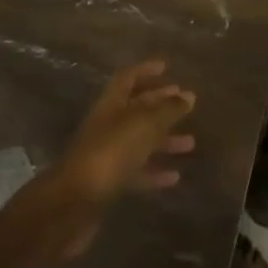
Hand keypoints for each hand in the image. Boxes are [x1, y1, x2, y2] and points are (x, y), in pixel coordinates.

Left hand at [56, 61, 196, 208]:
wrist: (76, 201)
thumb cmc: (112, 151)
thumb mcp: (145, 123)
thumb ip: (168, 109)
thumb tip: (188, 95)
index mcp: (111, 104)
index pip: (127, 78)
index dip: (145, 70)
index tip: (166, 67)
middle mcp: (107, 125)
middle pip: (136, 109)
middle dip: (160, 104)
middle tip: (186, 103)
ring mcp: (107, 155)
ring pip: (140, 142)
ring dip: (164, 140)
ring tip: (190, 143)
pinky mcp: (109, 183)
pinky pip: (137, 172)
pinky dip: (155, 172)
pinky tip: (175, 176)